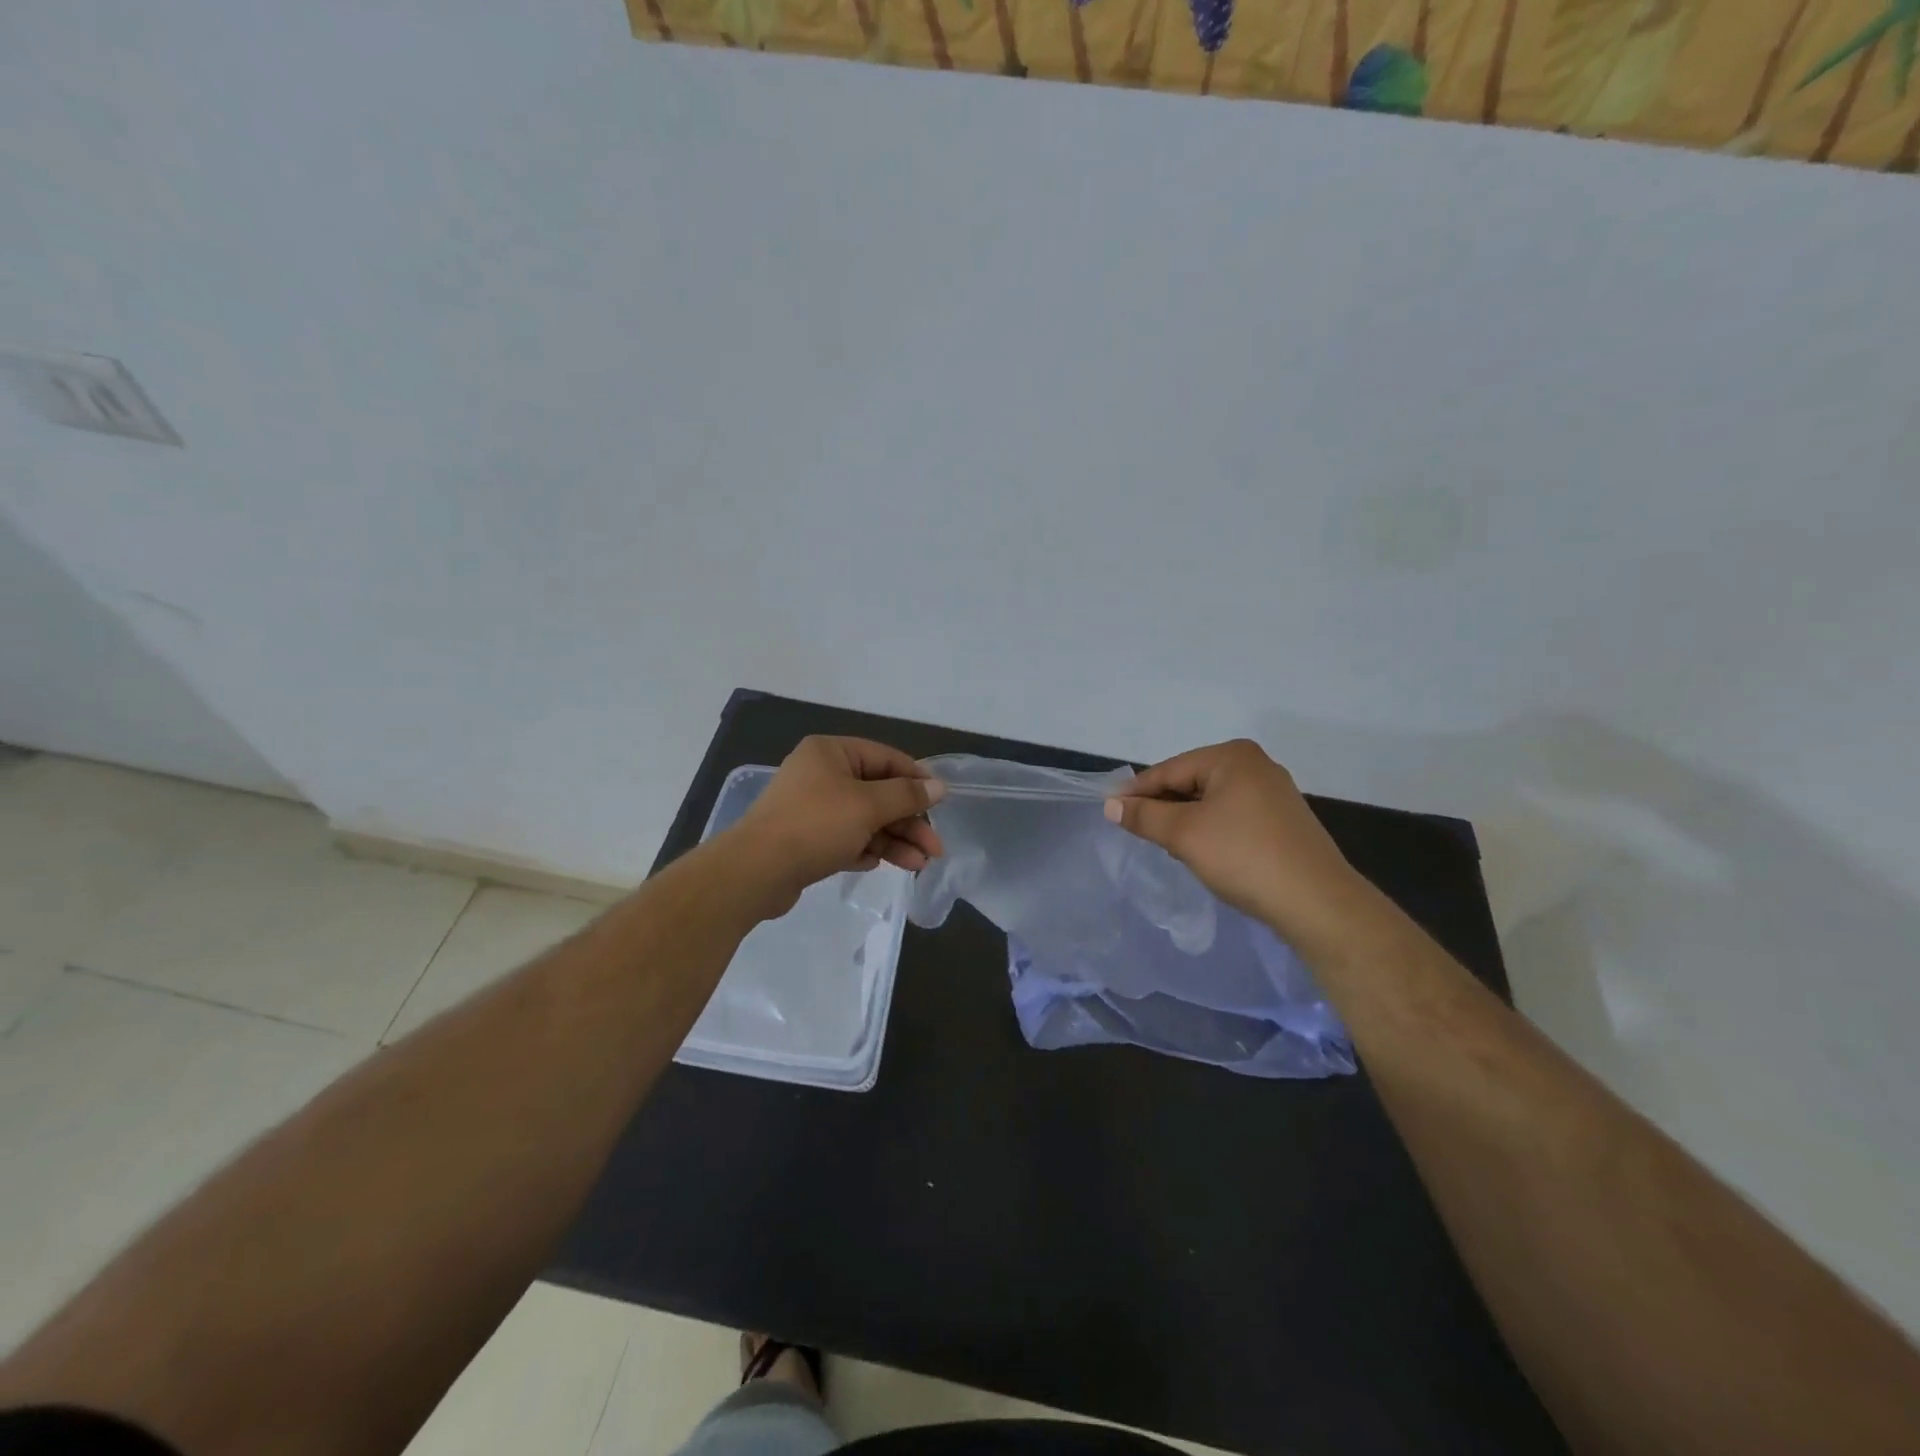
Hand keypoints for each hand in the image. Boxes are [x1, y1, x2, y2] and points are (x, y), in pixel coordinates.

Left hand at [725, 736, 944, 917]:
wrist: (755, 871)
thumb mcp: (868, 806)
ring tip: (918, 865)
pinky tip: (877, 864)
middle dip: (908, 821)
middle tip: (934, 848)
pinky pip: (845, 838)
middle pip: (878, 793)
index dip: (916, 780)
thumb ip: (906, 795)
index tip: (941, 803)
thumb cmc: (815, 825)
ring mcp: (812, 808)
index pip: (886, 758)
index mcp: (831, 752)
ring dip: (893, 840)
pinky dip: (865, 849)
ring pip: (864, 819)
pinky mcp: (806, 839)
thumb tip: (939, 786)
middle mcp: (821, 774)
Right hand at [1104, 739, 1376, 949]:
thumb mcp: (1184, 834)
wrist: (1316, 903)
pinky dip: (1210, 829)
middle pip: (1190, 782)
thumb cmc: (1244, 856)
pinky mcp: (1282, 820)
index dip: (1136, 791)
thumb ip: (1144, 816)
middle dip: (1163, 806)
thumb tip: (1111, 804)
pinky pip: (1231, 816)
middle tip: (1137, 831)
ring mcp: (1272, 793)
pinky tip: (1202, 852)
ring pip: (1210, 801)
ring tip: (1167, 844)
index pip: (1169, 770)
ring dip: (1185, 820)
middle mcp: (1255, 765)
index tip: (1109, 811)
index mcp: (1232, 756)